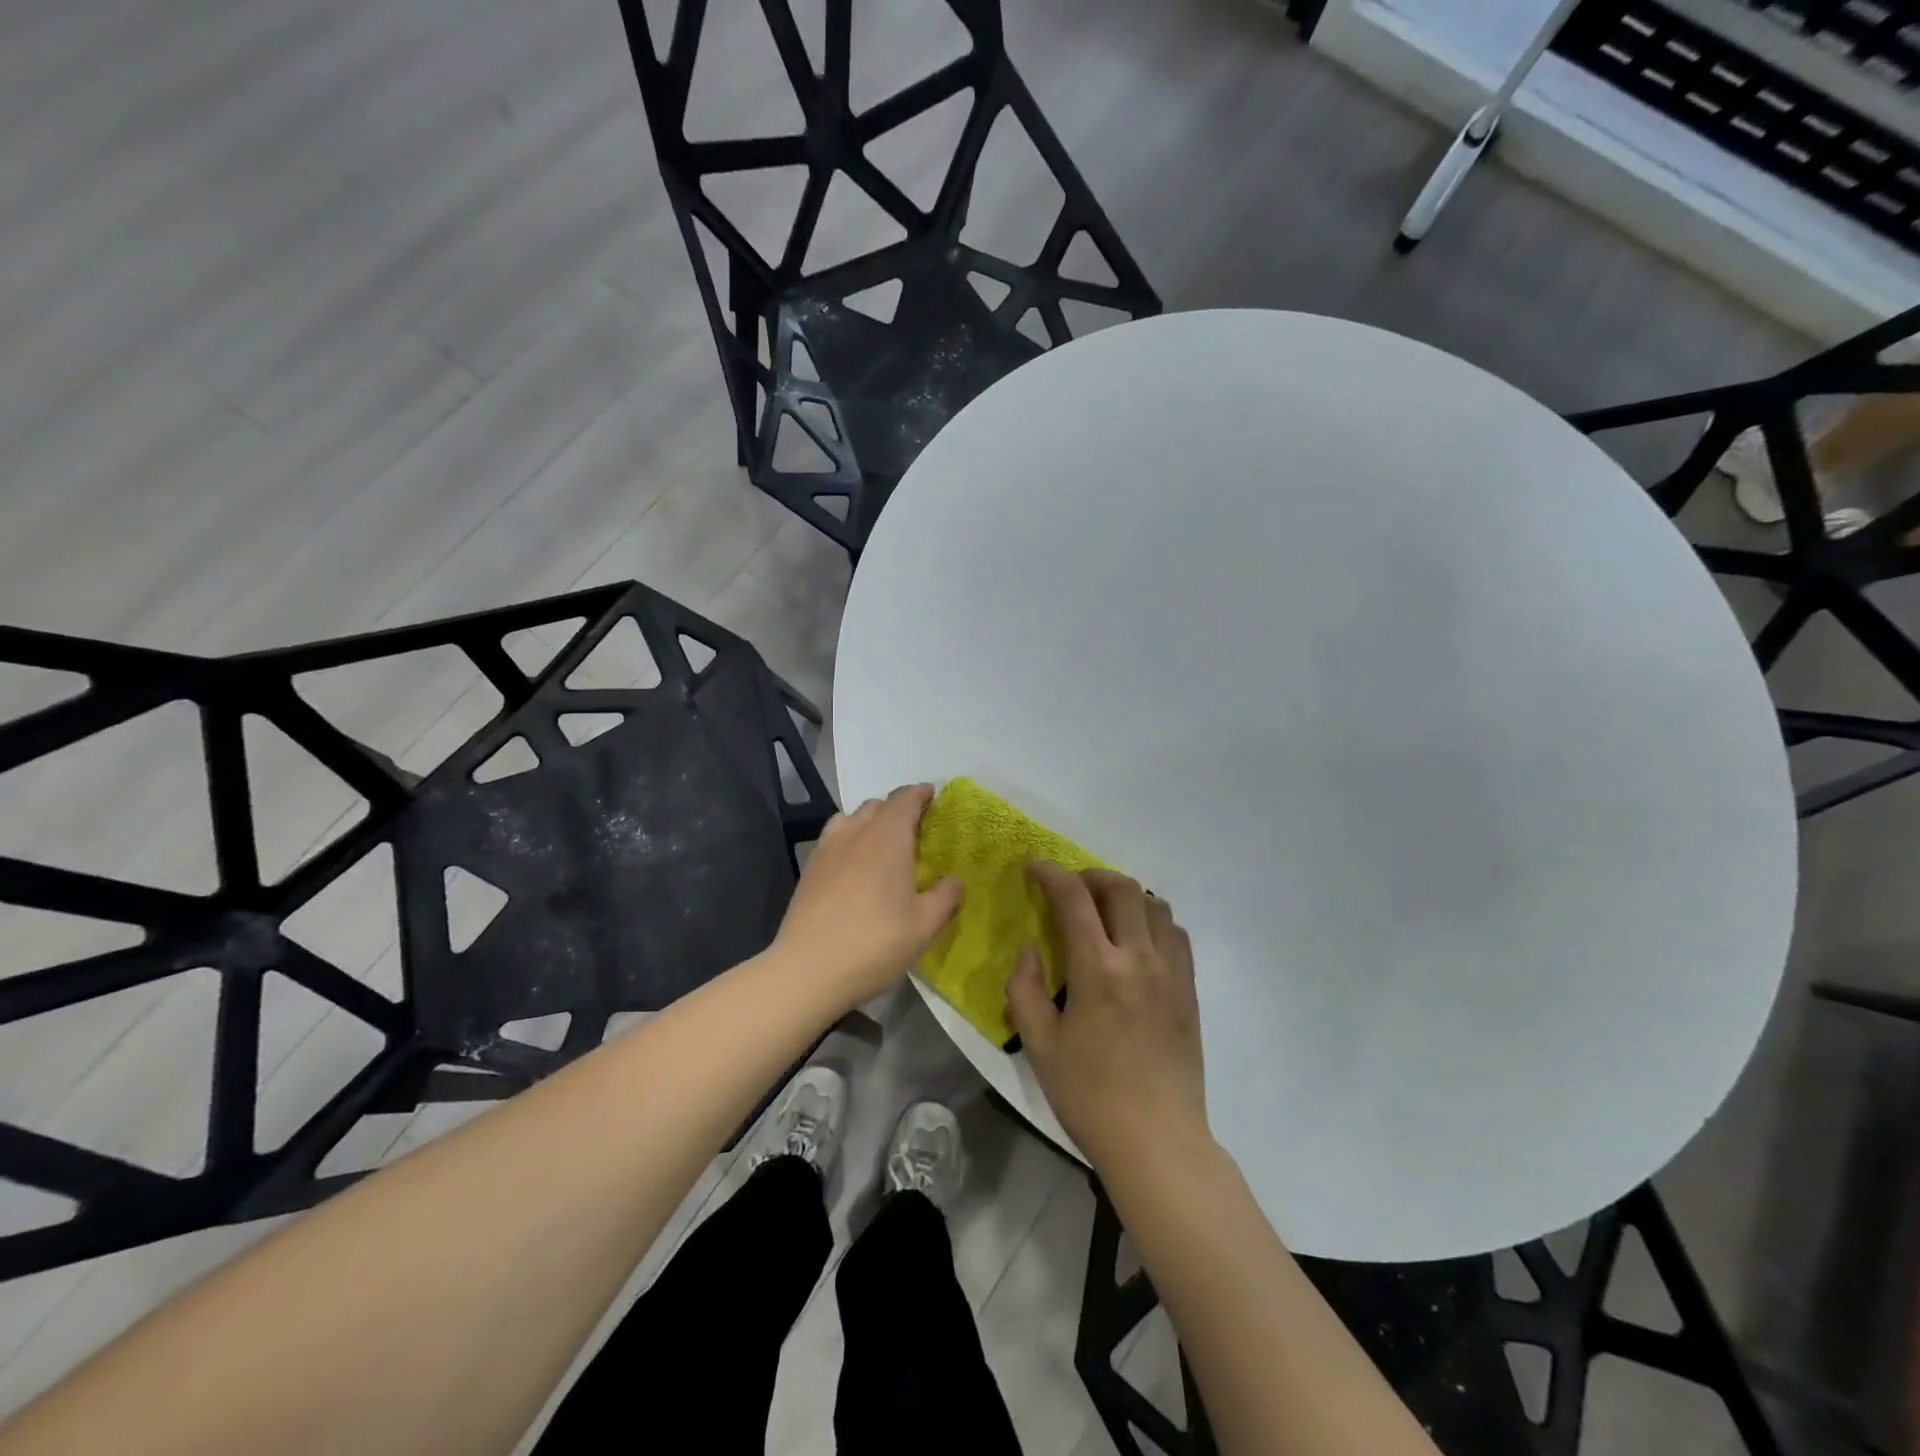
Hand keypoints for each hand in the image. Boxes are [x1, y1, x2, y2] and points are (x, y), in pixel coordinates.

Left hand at [772, 783, 962, 1010]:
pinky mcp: (809, 870)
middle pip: (877, 805)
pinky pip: (833, 840)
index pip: (905, 798)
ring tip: (882, 845)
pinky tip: (854, 868)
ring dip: (869, 822)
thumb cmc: (875, 942)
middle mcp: (855, 832)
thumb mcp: (924, 925)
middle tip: (915, 830)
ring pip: (850, 819)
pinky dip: (849, 841)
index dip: (920, 794)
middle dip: (897, 809)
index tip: (933, 797)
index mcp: (888, 836)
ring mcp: (827, 849)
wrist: (807, 970)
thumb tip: (954, 881)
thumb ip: (945, 897)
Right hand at [1007, 864, 1208, 1169]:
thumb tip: (1030, 948)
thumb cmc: (1089, 1095)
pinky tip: (1138, 940)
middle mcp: (1139, 958)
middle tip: (1070, 888)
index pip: (1074, 899)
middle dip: (1091, 876)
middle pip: (1122, 888)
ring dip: (1126, 896)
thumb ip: (1025, 988)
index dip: (1051, 874)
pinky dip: (1154, 920)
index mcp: (1098, 970)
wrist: (1157, 1141)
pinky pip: (1176, 934)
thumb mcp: (1039, 1045)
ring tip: (1105, 911)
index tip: (1035, 868)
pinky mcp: (1189, 990)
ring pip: (1155, 905)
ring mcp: (1171, 972)